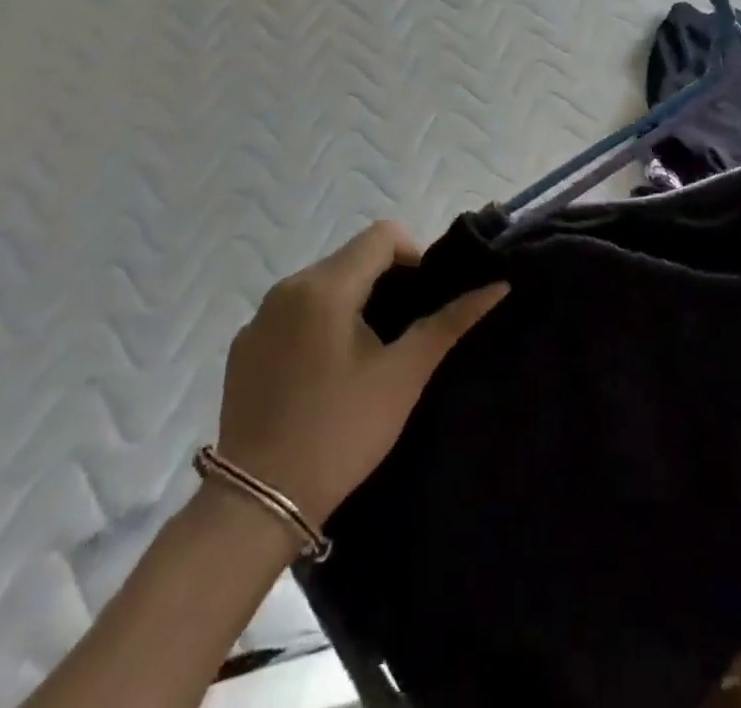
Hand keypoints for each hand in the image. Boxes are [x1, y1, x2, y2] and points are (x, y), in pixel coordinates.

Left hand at [217, 220, 506, 523]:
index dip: (414, 256)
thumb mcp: (403, 376)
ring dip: (351, 303)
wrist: (256, 504)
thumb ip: (449, 323)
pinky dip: (317, 325)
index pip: (382, 235)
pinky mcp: (243, 347)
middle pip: (351, 258)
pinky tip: (324, 376)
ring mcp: (259, 317)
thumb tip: (497, 286)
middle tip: (402, 335)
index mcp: (326, 285)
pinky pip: (292, 314)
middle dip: (384, 282)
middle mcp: (287, 287)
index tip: (423, 303)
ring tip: (367, 356)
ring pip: (322, 285)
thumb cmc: (339, 432)